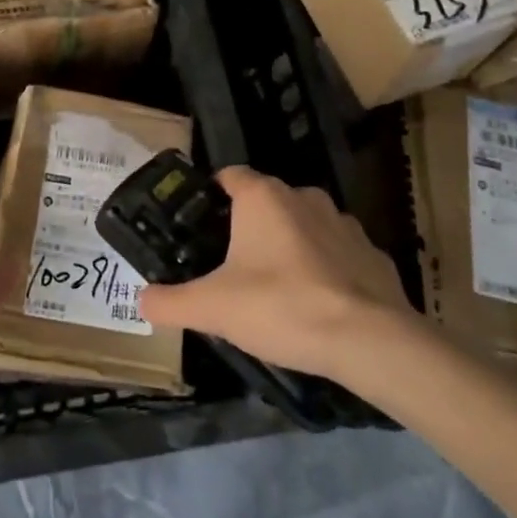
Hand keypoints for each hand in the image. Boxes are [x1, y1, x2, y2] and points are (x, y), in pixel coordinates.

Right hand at [136, 166, 417, 384]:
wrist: (370, 342)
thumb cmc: (282, 307)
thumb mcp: (213, 308)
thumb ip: (171, 302)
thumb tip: (141, 301)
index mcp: (263, 197)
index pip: (230, 176)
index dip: (211, 195)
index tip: (199, 225)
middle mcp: (305, 197)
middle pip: (267, 202)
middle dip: (249, 227)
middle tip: (230, 265)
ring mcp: (345, 224)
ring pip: (305, 226)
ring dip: (290, 246)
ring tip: (275, 288)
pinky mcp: (374, 255)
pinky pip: (339, 254)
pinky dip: (325, 270)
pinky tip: (318, 305)